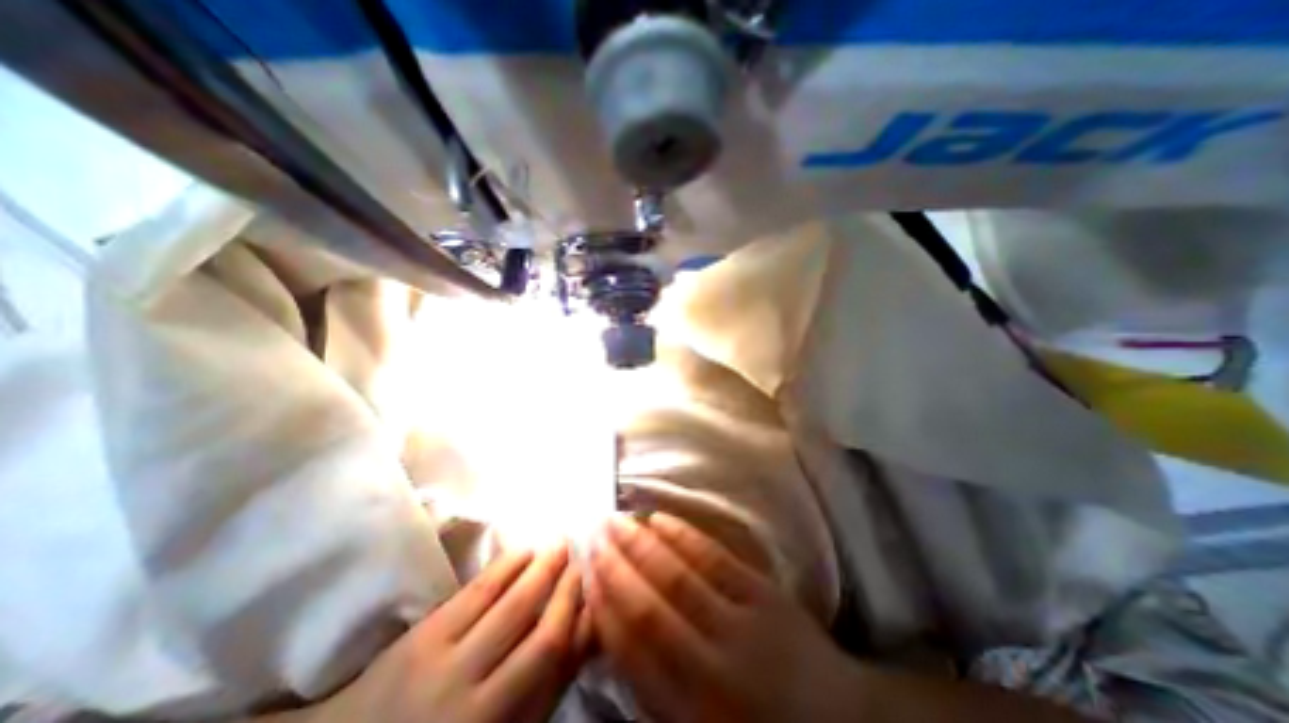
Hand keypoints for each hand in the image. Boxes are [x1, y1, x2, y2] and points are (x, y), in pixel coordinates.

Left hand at [311, 546, 593, 722]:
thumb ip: (542, 687)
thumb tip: (581, 632)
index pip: (556, 669)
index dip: (583, 625)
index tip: (596, 592)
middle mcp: (479, 702)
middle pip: (541, 637)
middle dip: (568, 591)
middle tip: (581, 560)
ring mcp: (448, 666)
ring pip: (513, 607)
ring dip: (543, 570)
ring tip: (561, 544)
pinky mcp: (424, 636)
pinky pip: (477, 591)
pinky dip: (508, 566)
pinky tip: (524, 549)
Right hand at [589, 514, 864, 722]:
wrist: (838, 721)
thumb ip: (653, 690)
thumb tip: (613, 633)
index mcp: (691, 714)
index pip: (632, 652)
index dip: (603, 608)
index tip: (584, 575)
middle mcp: (712, 668)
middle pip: (650, 608)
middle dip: (615, 567)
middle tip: (593, 535)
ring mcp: (742, 625)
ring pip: (679, 578)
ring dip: (642, 545)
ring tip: (616, 521)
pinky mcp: (765, 595)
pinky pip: (716, 559)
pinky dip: (684, 537)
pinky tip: (661, 519)